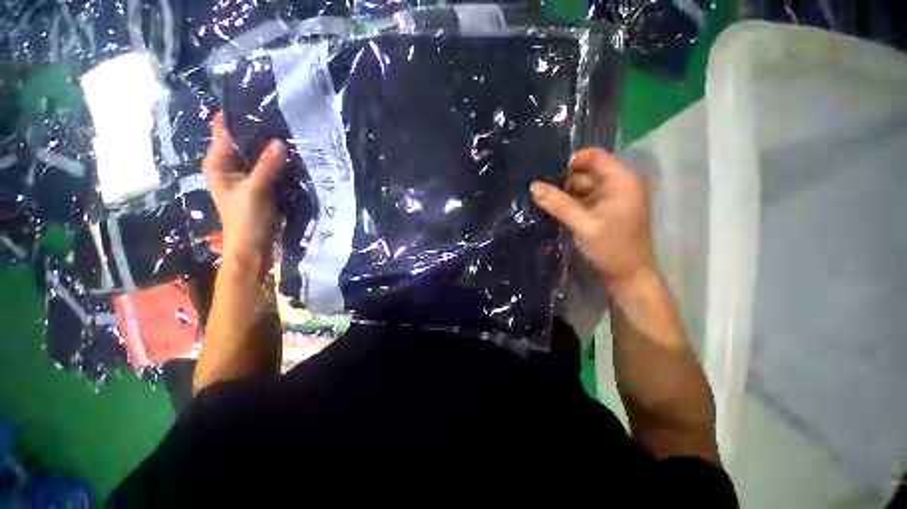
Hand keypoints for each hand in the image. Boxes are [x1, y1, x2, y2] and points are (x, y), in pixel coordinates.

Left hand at [202, 112, 287, 270]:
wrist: (255, 244)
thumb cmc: (246, 218)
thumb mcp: (255, 190)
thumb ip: (267, 166)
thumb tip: (280, 142)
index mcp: (218, 163)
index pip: (224, 131)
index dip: (237, 116)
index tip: (256, 100)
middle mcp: (231, 165)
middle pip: (244, 141)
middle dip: (260, 130)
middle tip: (280, 115)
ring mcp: (248, 175)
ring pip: (259, 154)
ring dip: (271, 146)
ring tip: (289, 130)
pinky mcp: (262, 184)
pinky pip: (270, 166)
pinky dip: (279, 161)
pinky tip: (292, 153)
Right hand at [532, 148, 655, 289]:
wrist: (629, 276)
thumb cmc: (611, 248)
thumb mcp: (583, 224)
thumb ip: (558, 204)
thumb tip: (533, 187)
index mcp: (621, 181)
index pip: (595, 156)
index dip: (572, 160)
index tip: (548, 172)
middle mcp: (619, 185)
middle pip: (587, 172)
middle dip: (563, 179)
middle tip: (539, 187)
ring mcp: (613, 198)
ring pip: (584, 187)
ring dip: (565, 192)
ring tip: (542, 197)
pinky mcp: (607, 211)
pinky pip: (586, 199)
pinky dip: (571, 202)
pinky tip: (554, 207)